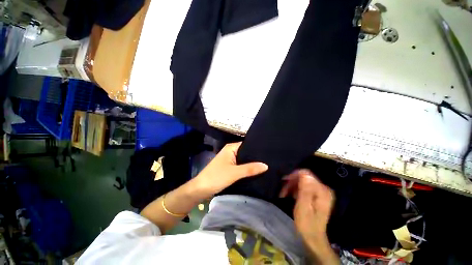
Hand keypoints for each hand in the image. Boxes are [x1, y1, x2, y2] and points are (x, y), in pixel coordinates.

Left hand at [193, 142, 267, 196]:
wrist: (201, 189)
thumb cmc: (217, 177)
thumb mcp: (235, 173)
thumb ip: (250, 168)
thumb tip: (266, 165)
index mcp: (231, 148)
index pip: (247, 144)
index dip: (257, 148)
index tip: (268, 151)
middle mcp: (230, 151)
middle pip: (246, 152)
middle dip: (255, 157)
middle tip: (269, 160)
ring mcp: (229, 159)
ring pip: (243, 159)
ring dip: (251, 163)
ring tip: (265, 165)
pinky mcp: (229, 167)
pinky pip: (240, 165)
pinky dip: (246, 168)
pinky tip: (255, 171)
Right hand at [279, 169, 333, 239]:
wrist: (313, 238)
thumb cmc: (307, 224)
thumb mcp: (303, 207)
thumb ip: (305, 190)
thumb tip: (304, 174)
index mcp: (322, 191)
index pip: (307, 174)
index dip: (294, 176)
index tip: (284, 181)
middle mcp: (323, 189)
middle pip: (304, 177)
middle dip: (292, 182)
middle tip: (283, 191)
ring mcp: (320, 192)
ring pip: (302, 181)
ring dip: (292, 186)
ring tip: (284, 194)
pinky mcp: (316, 195)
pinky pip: (304, 186)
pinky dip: (295, 189)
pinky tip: (290, 195)